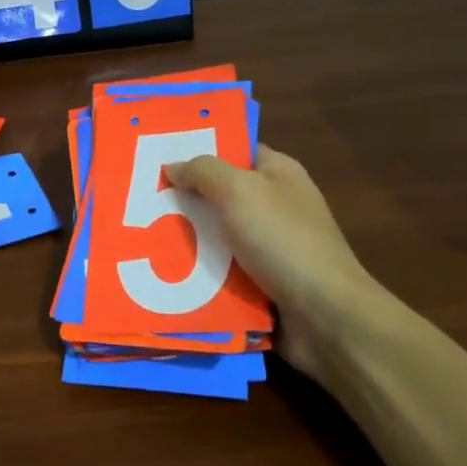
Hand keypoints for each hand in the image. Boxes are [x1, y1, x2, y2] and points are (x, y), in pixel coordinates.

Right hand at [163, 145, 379, 376]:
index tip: (159, 155)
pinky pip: (221, 270)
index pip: (236, 150)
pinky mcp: (262, 282)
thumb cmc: (283, 240)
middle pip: (220, 194)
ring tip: (143, 236)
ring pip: (217, 235)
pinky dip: (198, 272)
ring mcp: (271, 246)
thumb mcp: (238, 191)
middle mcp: (276, 205)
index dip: (200, 149)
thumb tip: (173, 166)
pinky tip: (165, 270)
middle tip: (142, 198)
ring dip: (188, 238)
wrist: (325, 316)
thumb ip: (202, 171)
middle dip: (185, 198)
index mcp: (279, 173)